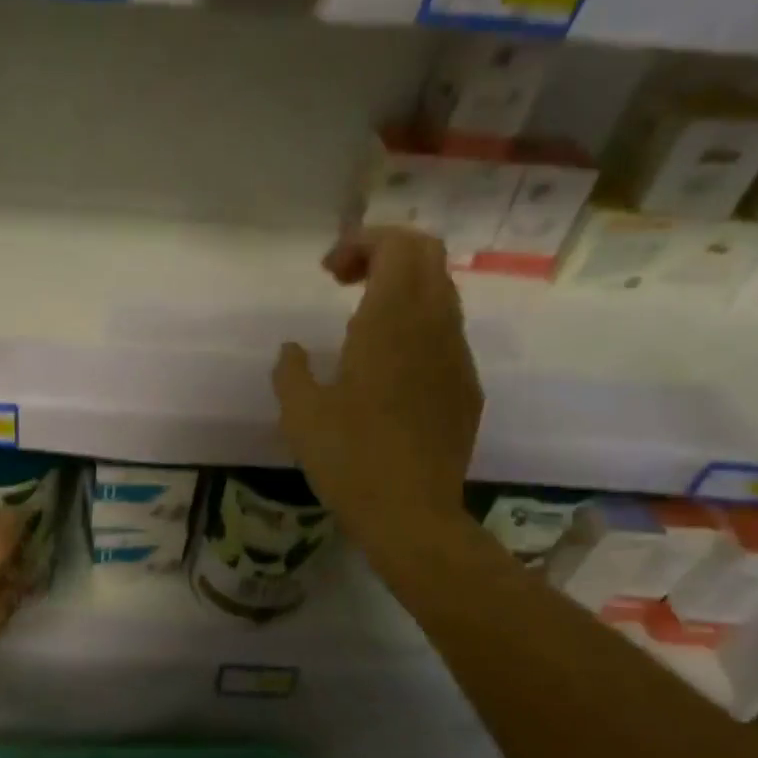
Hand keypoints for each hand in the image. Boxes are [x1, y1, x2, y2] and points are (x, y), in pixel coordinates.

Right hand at [272, 227, 483, 548]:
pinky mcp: (466, 386)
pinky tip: (388, 365)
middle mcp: (433, 326)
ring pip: (442, 291)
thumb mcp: (299, 413)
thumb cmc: (348, 458)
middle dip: (385, 252)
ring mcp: (457, 356)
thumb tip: (293, 350)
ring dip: (403, 288)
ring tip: (361, 320)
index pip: (398, 245)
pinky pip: (446, 332)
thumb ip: (291, 370)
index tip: (328, 273)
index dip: (363, 242)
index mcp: (391, 322)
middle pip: (428, 255)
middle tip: (345, 282)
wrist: (412, 515)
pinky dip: (417, 323)